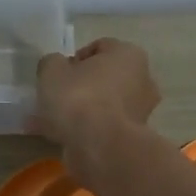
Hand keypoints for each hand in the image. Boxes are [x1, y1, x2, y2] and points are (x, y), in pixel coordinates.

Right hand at [33, 39, 160, 178]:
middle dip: (80, 87)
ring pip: (103, 106)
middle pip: (104, 79)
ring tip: (52, 123)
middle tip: (55, 99)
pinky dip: (85, 131)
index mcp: (129, 54)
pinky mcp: (132, 138)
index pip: (98, 48)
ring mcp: (141, 112)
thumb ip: (52, 63)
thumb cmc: (79, 98)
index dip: (74, 60)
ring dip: (81, 112)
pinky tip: (61, 138)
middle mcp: (143, 80)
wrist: (99, 147)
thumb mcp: (52, 70)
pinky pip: (103, 128)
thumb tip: (56, 67)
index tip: (57, 75)